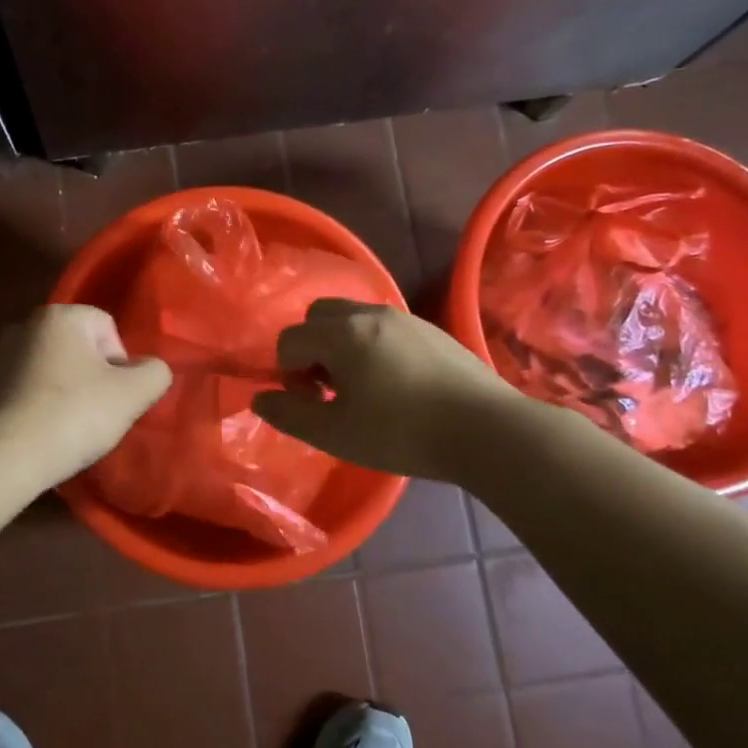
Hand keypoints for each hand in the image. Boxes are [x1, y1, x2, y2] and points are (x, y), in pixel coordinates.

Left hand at [0, 305, 172, 487]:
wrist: (6, 458)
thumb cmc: (74, 415)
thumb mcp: (134, 394)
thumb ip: (155, 372)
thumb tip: (150, 370)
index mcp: (59, 316)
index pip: (107, 327)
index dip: (121, 363)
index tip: (117, 396)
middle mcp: (25, 325)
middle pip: (80, 348)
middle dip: (94, 377)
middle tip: (99, 413)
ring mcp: (0, 357)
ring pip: (54, 370)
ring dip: (68, 392)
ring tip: (72, 428)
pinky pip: (29, 391)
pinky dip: (42, 407)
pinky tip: (47, 434)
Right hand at [252, 299, 514, 479]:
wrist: (487, 429)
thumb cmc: (401, 433)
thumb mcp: (335, 434)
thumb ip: (289, 414)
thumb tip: (261, 398)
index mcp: (342, 334)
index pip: (290, 339)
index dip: (287, 372)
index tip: (310, 402)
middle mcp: (370, 313)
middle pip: (319, 315)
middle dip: (311, 347)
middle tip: (328, 388)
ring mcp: (405, 318)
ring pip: (353, 317)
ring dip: (341, 344)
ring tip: (361, 387)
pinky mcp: (432, 330)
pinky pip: (385, 327)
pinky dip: (373, 346)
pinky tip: (395, 384)